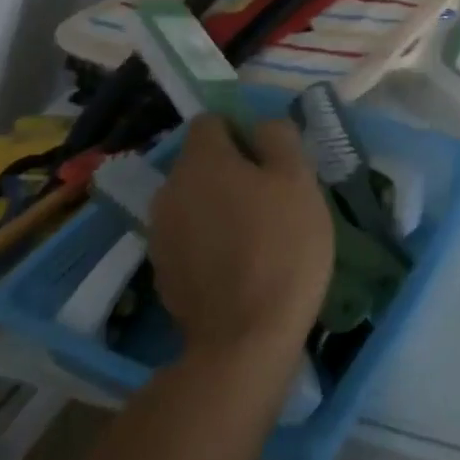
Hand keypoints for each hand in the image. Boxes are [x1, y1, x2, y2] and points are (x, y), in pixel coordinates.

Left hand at [149, 116, 332, 356]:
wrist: (244, 338)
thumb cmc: (281, 246)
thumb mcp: (299, 180)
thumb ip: (280, 139)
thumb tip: (262, 126)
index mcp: (202, 160)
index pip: (212, 121)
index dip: (243, 131)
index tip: (271, 159)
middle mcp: (170, 188)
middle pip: (201, 162)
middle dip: (233, 170)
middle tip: (273, 197)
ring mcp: (160, 232)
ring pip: (195, 200)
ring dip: (221, 205)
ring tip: (258, 233)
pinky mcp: (161, 271)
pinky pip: (189, 237)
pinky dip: (210, 240)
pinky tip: (239, 264)